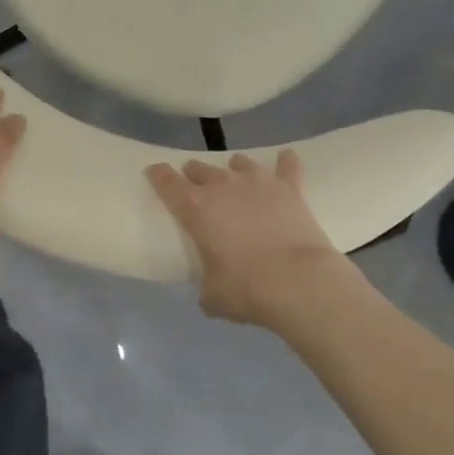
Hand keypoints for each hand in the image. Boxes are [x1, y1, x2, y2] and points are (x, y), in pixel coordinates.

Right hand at [147, 152, 348, 328]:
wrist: (299, 282)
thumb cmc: (247, 288)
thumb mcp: (214, 296)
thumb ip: (206, 289)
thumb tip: (209, 295)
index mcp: (195, 208)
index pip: (166, 181)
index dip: (158, 174)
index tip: (154, 172)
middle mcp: (222, 186)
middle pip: (200, 168)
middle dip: (194, 175)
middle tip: (197, 187)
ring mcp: (257, 182)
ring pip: (239, 162)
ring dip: (234, 169)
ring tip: (236, 178)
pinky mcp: (289, 188)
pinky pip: (287, 166)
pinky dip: (285, 162)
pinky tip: (286, 158)